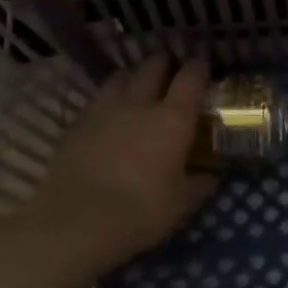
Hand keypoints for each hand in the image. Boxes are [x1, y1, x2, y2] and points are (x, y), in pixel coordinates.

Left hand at [9, 56, 216, 259]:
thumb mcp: (182, 203)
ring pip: (120, 78)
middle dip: (164, 64)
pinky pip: (95, 101)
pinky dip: (106, 102)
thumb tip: (212, 175)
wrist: (76, 223)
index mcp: (173, 118)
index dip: (199, 67)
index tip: (203, 65)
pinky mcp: (75, 125)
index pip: (191, 77)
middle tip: (170, 71)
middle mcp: (139, 104)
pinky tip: (108, 117)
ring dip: (132, 77)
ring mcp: (103, 111)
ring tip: (137, 87)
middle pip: (153, 67)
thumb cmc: (141, 211)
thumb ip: (200, 183)